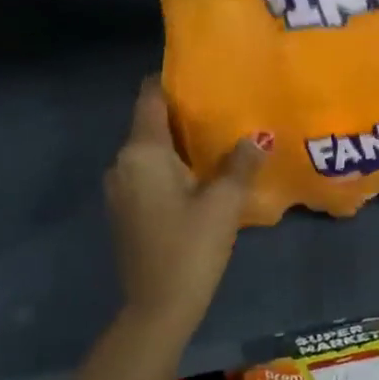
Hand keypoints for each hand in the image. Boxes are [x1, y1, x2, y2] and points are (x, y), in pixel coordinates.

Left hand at [105, 77, 264, 340]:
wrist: (158, 307)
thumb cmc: (191, 246)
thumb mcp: (224, 203)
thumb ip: (241, 164)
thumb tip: (258, 136)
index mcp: (142, 153)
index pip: (149, 98)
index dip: (170, 80)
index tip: (201, 73)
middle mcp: (123, 164)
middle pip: (151, 124)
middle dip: (184, 114)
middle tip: (224, 106)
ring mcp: (120, 189)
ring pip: (151, 151)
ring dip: (180, 143)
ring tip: (220, 138)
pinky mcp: (126, 210)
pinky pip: (149, 173)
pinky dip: (172, 166)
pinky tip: (203, 175)